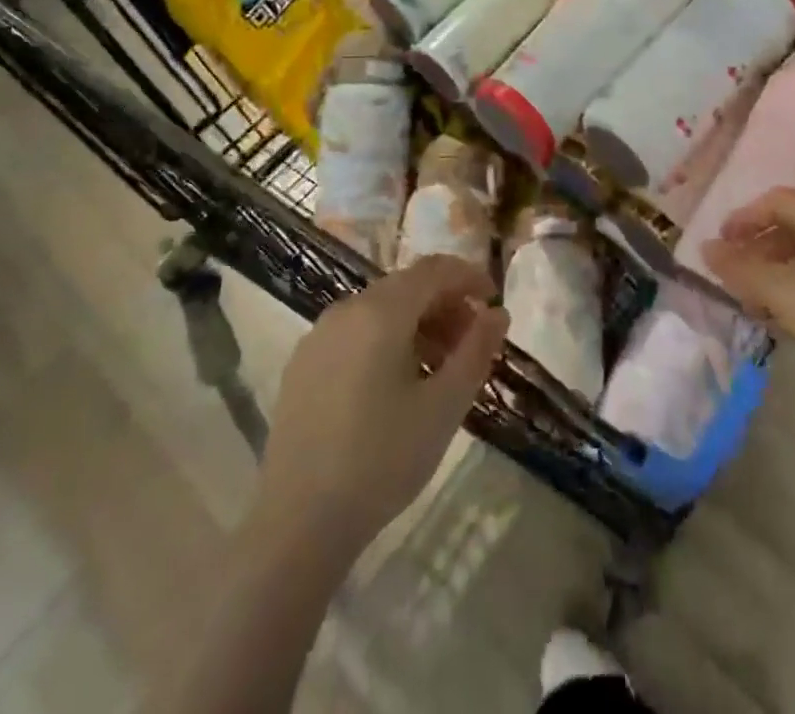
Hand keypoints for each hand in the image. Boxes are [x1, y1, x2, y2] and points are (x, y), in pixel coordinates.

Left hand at [260, 257, 510, 556]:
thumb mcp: (444, 406)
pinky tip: (398, 383)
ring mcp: (318, 336)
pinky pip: (355, 332)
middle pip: (407, 286)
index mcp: (380, 311)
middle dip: (446, 303)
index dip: (469, 277)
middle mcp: (346, 310)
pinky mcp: (302, 366)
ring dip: (418, 323)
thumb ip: (476, 350)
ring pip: (380, 309)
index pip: (434, 270)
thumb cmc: (382, 460)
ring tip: (440, 366)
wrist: (298, 524)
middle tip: (472, 341)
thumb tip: (496, 313)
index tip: (493, 303)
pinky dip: (387, 339)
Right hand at [703, 189, 794, 390]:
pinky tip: (790, 320)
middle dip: (757, 248)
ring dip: (775, 273)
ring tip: (755, 302)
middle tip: (734, 275)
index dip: (743, 218)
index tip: (720, 244)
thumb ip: (739, 268)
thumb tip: (705, 248)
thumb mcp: (781, 290)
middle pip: (792, 226)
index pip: (776, 199)